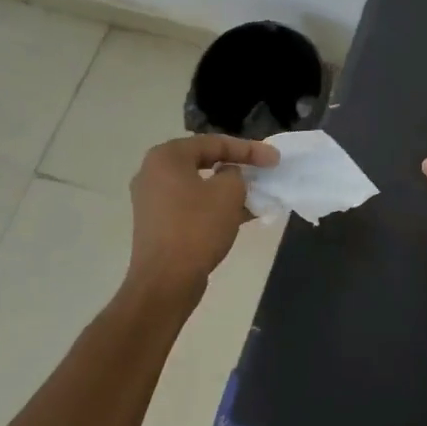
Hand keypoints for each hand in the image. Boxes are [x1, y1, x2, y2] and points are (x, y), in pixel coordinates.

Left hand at [126, 135, 278, 306]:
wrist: (165, 282)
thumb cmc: (197, 228)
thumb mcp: (228, 192)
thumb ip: (235, 173)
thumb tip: (228, 175)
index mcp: (166, 157)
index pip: (214, 143)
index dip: (249, 149)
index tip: (275, 158)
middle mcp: (153, 172)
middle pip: (204, 161)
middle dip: (237, 166)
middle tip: (263, 170)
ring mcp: (152, 200)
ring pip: (199, 185)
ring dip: (228, 189)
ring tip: (257, 194)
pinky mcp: (157, 223)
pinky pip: (191, 205)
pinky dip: (214, 206)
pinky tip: (241, 214)